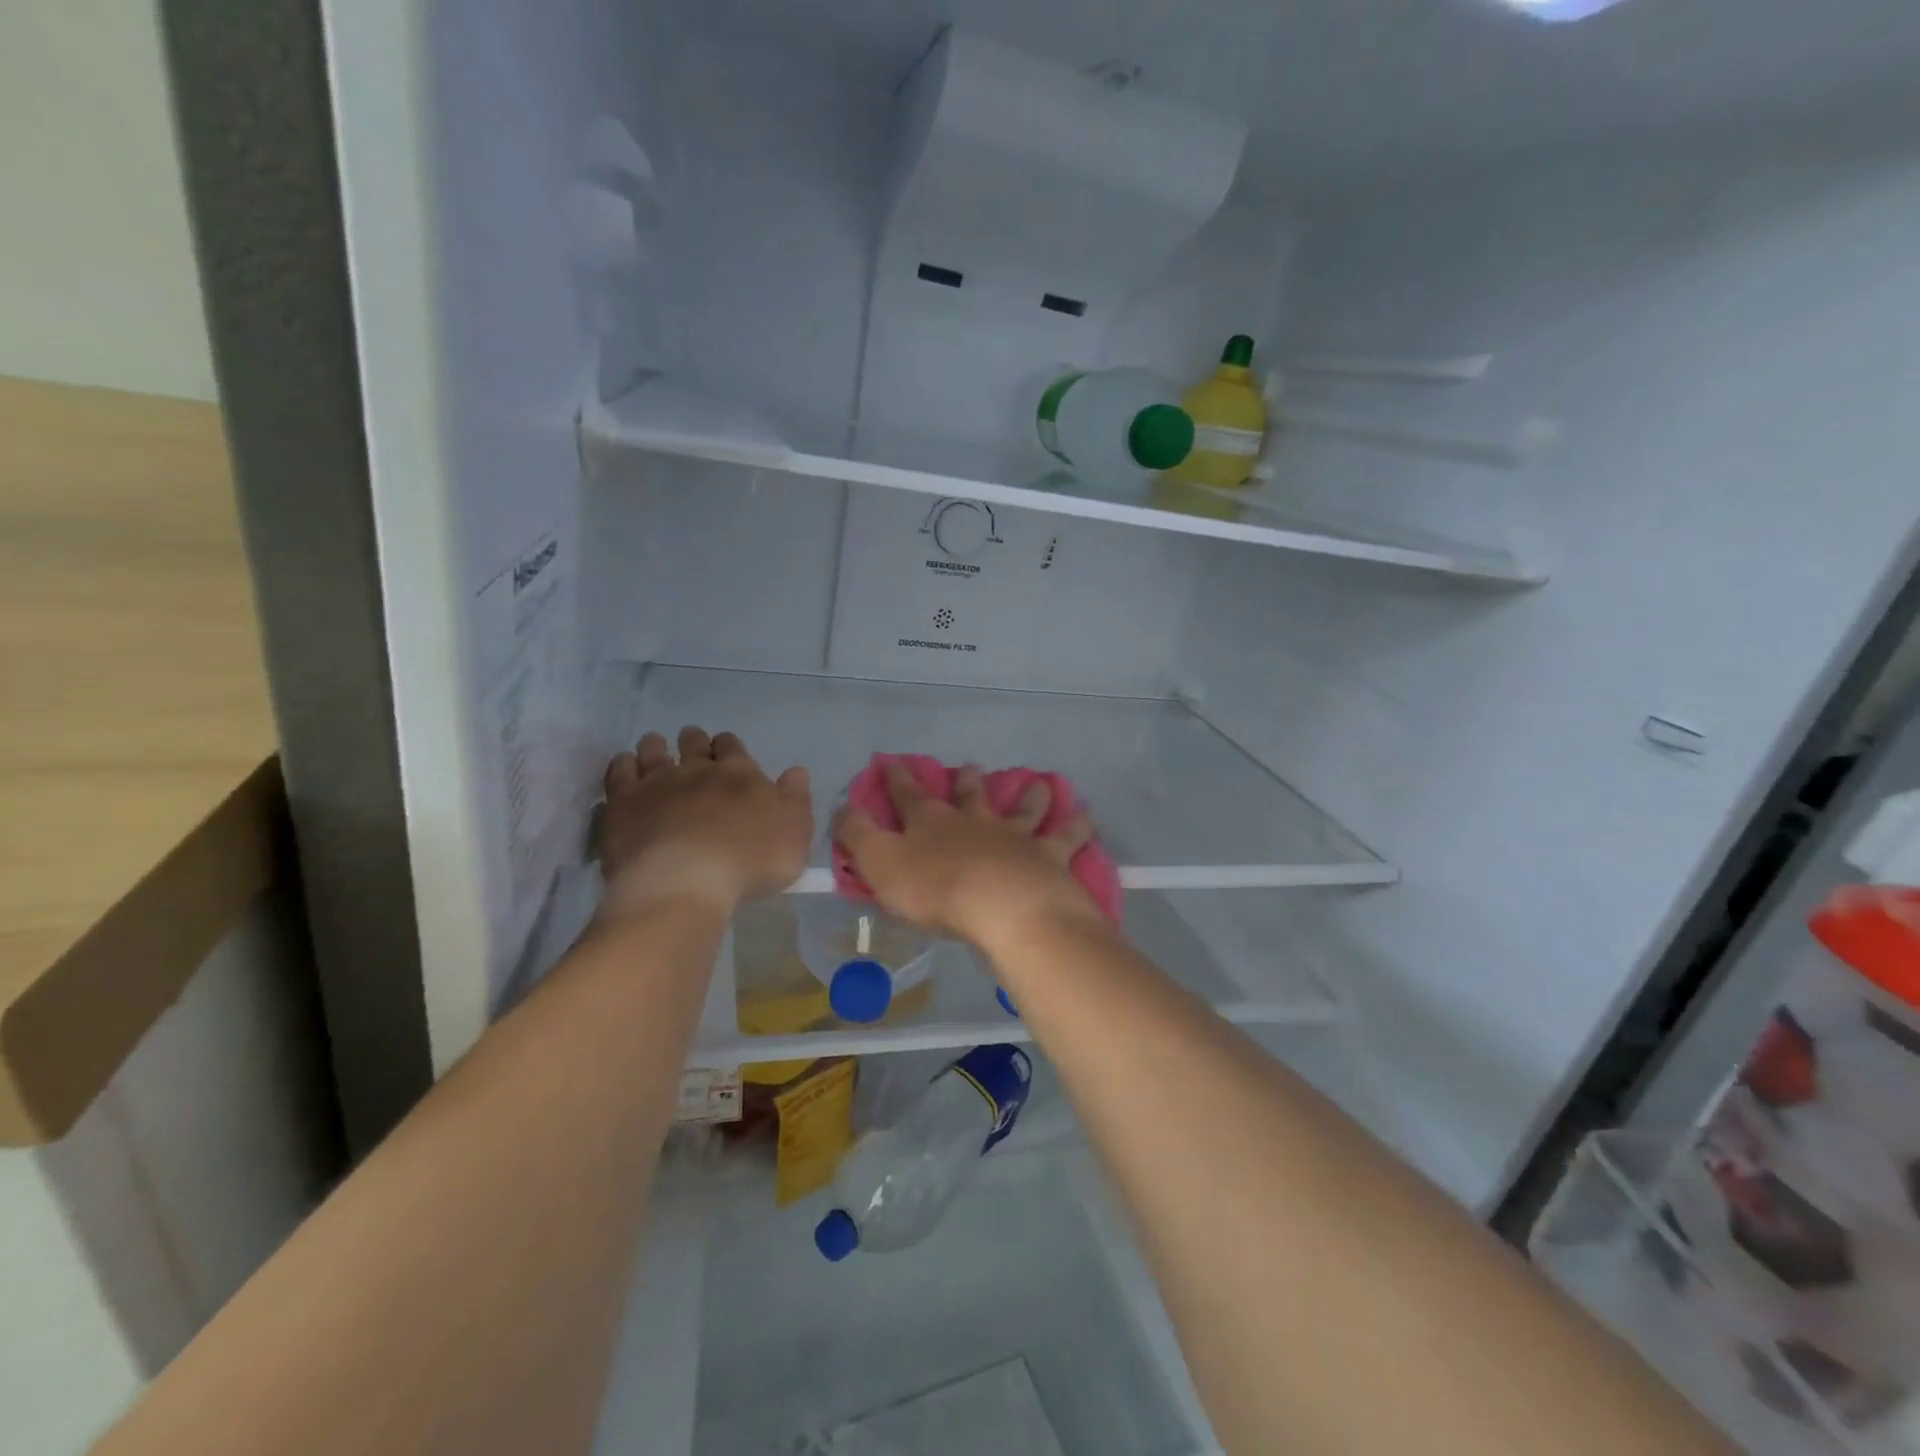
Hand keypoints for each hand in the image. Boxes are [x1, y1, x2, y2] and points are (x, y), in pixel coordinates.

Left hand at [597, 726, 811, 920]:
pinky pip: (620, 771)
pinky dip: (623, 764)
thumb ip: (796, 800)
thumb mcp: (795, 834)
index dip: (729, 746)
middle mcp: (698, 770)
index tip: (725, 749)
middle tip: (691, 742)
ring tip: (655, 745)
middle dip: (694, 741)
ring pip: (654, 751)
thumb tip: (796, 771)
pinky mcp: (623, 802)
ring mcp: (657, 783)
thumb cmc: (750, 862)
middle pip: (694, 744)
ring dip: (656, 746)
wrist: (685, 882)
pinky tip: (624, 765)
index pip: (733, 747)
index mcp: (740, 774)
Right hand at [833, 762, 1099, 948]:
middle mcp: (976, 821)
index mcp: (932, 823)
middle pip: (971, 795)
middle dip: (967, 781)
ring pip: (1024, 807)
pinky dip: (1078, 825)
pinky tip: (1088, 816)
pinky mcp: (1050, 856)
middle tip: (971, 768)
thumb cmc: (937, 891)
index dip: (896, 778)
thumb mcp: (880, 864)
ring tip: (1039, 784)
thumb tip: (842, 808)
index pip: (908, 794)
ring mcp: (1017, 836)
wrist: (1005, 908)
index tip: (891, 761)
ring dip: (1030, 795)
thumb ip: (857, 836)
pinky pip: (1067, 836)